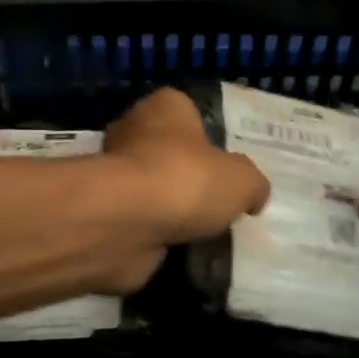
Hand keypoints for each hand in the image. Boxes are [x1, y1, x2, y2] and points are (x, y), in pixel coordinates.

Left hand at [100, 88, 270, 290]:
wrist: (126, 223)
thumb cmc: (186, 180)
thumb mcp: (242, 180)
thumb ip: (252, 184)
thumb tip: (253, 196)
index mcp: (164, 107)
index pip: (186, 111)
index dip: (206, 134)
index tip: (225, 162)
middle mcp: (133, 132)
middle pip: (167, 150)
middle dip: (188, 174)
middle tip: (218, 201)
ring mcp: (114, 174)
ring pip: (152, 189)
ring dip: (170, 209)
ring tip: (204, 232)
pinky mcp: (105, 211)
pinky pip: (139, 222)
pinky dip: (154, 235)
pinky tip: (179, 249)